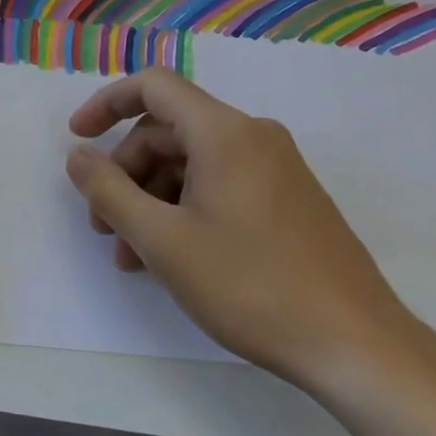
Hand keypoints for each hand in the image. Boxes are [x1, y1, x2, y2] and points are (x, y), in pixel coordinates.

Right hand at [65, 67, 412, 385]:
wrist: (358, 348)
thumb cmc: (251, 286)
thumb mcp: (162, 241)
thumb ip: (108, 191)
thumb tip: (78, 156)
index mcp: (224, 132)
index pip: (152, 87)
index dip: (106, 104)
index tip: (77, 139)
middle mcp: (252, 137)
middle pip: (167, 131)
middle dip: (126, 172)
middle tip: (102, 225)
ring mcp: (276, 169)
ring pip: (191, 163)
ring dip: (151, 199)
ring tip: (131, 256)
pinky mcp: (289, 200)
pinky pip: (220, 185)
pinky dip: (184, 209)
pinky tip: (170, 258)